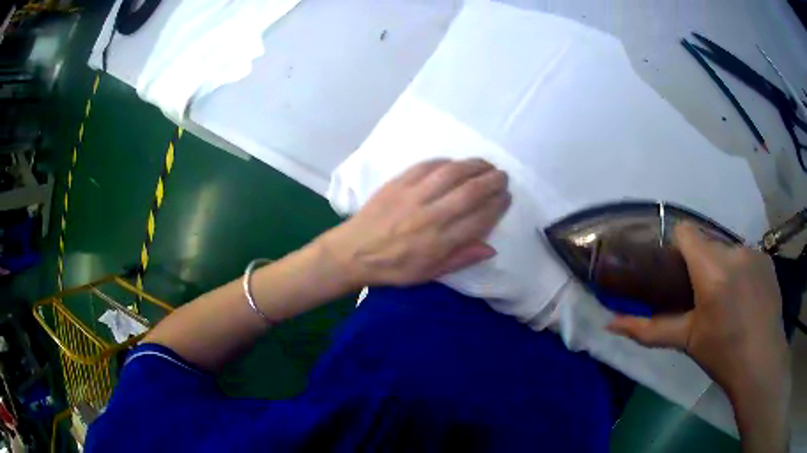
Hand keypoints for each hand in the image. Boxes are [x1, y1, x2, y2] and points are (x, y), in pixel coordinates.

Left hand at [318, 159, 510, 287]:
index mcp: (440, 241)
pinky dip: (445, 162)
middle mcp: (431, 215)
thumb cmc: (393, 268)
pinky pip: (427, 166)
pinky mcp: (398, 183)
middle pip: (471, 191)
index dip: (498, 205)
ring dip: (474, 165)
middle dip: (492, 181)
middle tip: (502, 176)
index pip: (480, 218)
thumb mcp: (429, 274)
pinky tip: (455, 162)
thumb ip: (460, 259)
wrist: (353, 252)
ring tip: (486, 164)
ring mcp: (413, 196)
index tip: (506, 197)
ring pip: (451, 173)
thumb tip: (491, 247)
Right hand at [607, 222, 790, 451]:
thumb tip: (610, 324)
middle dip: (702, 263)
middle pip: (708, 243)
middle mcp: (734, 251)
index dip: (677, 246)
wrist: (762, 362)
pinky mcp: (767, 259)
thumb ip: (649, 330)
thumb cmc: (722, 353)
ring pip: (728, 250)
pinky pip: (747, 257)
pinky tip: (746, 299)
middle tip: (703, 297)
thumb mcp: (686, 341)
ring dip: (723, 268)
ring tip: (728, 301)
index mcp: (711, 270)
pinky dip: (742, 271)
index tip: (677, 271)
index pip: (686, 232)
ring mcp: (753, 252)